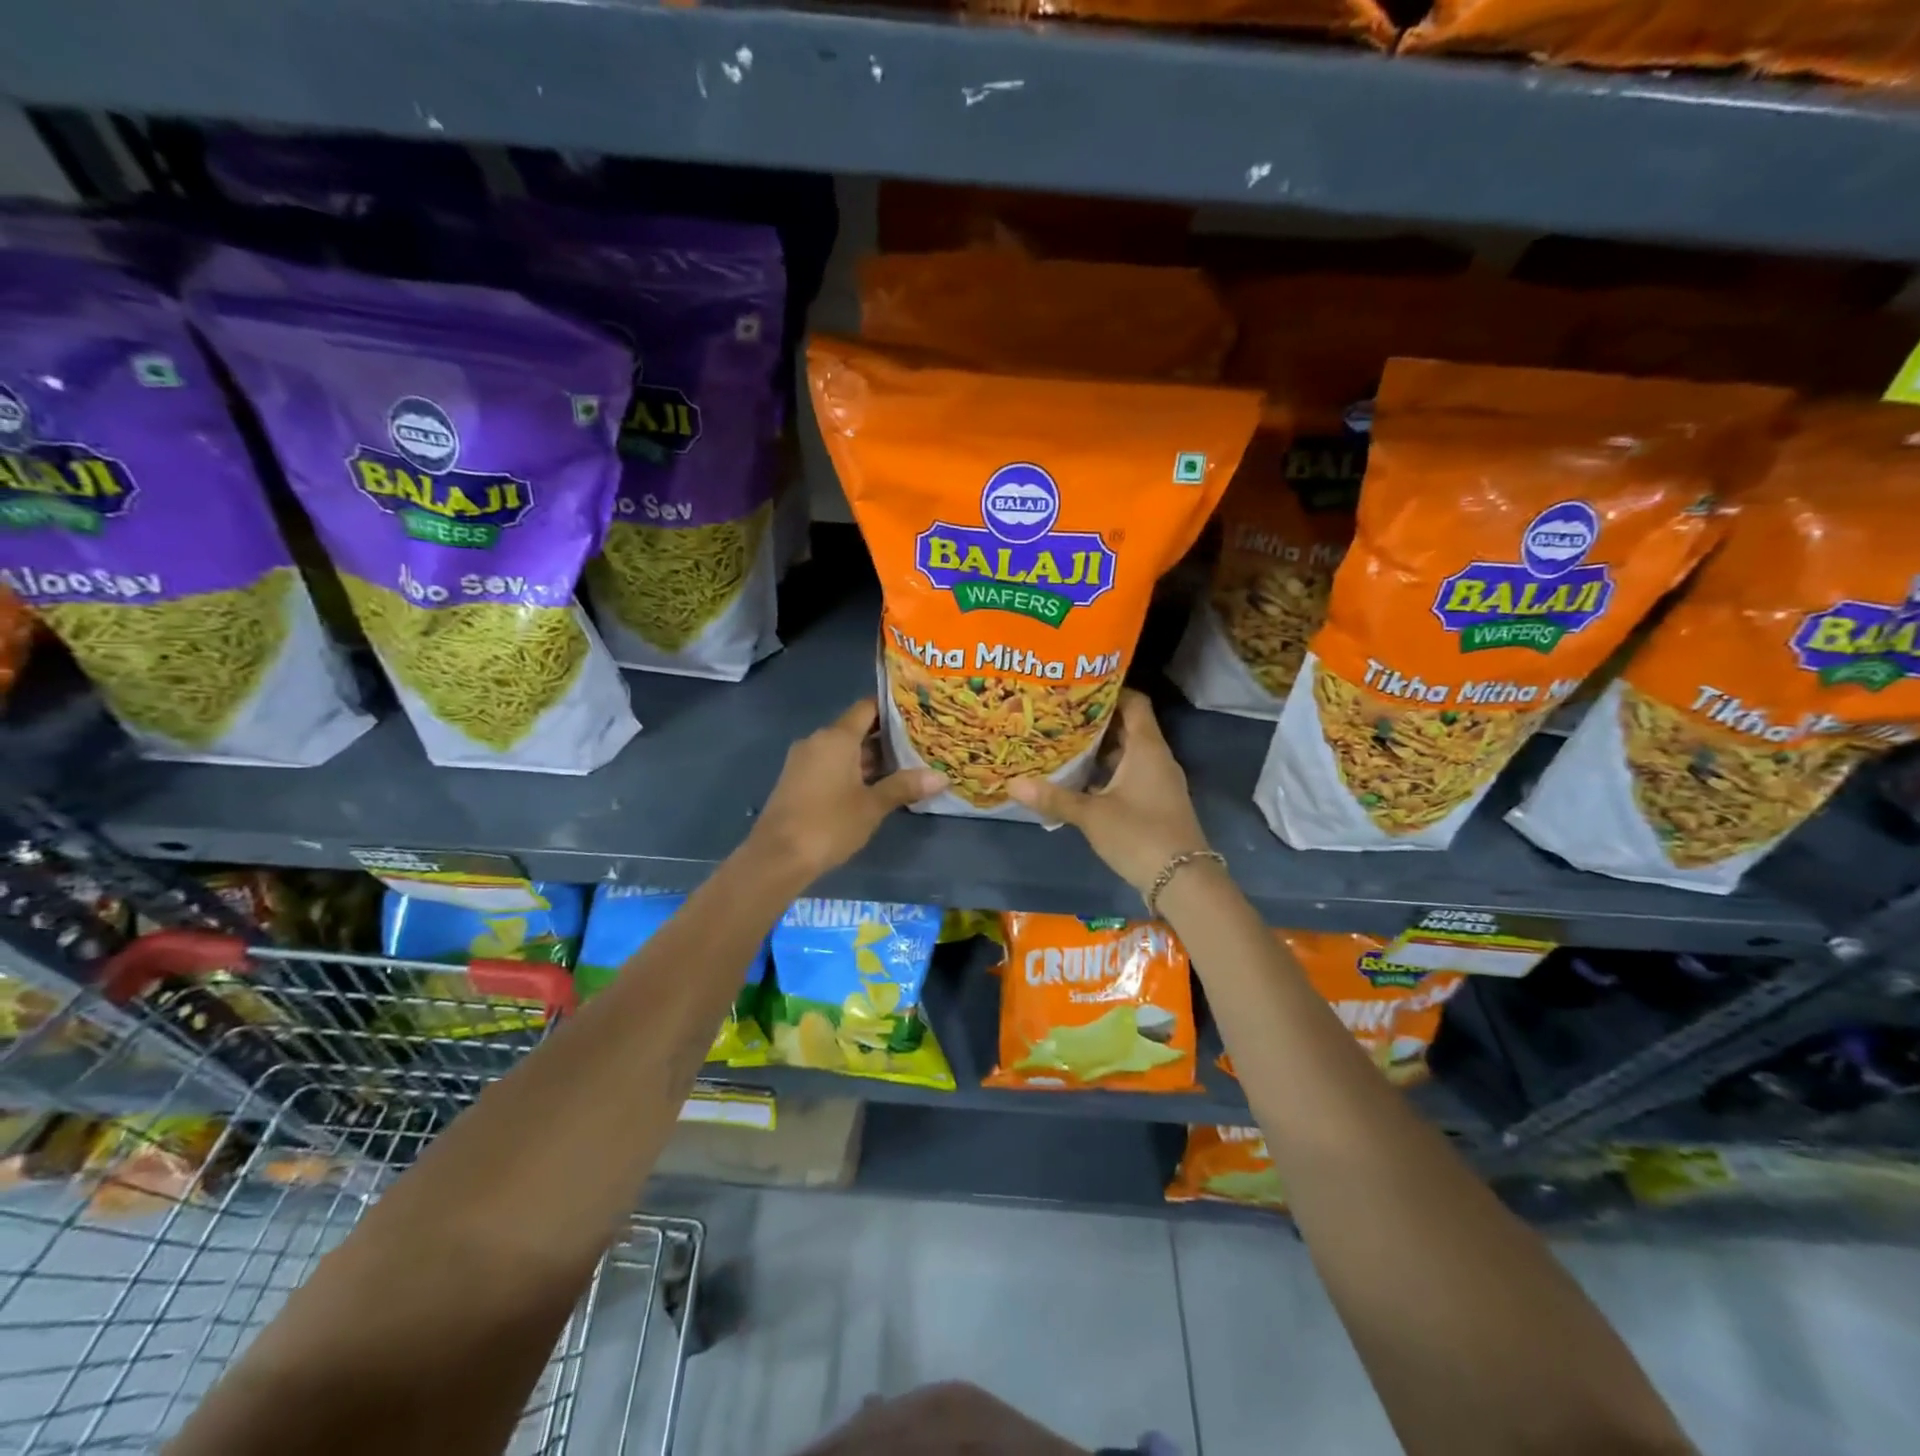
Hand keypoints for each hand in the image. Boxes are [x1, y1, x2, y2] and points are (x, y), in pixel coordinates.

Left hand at [748, 699, 944, 881]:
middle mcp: (817, 741)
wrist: (777, 857)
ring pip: (842, 750)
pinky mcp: (796, 780)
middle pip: (855, 729)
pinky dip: (851, 771)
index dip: (891, 709)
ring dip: (869, 758)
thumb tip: (941, 777)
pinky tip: (872, 787)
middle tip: (919, 746)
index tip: (917, 714)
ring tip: (903, 768)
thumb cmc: (829, 824)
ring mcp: (803, 761)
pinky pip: (829, 765)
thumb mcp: (872, 806)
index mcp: (836, 738)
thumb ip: (904, 787)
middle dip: (885, 739)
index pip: (867, 708)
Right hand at [1008, 689, 1210, 896]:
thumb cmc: (1139, 835)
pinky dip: (1106, 772)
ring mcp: (1158, 781)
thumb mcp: (1091, 815)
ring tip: (1062, 743)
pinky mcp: (1155, 802)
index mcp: (1147, 748)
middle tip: (1059, 715)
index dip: (1109, 691)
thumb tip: (1012, 784)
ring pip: (1127, 753)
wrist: (1183, 881)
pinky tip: (1079, 779)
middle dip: (1095, 721)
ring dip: (1099, 749)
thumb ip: (1054, 798)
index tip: (1077, 688)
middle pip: (1127, 726)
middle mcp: (1156, 758)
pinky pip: (1129, 775)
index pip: (1134, 702)